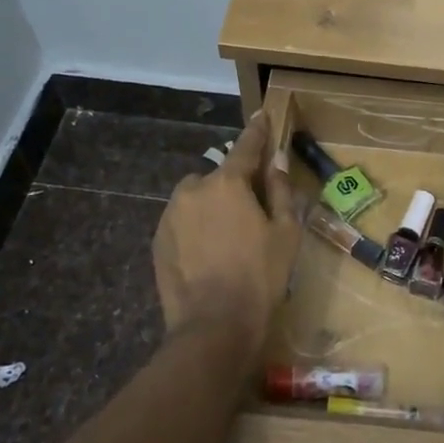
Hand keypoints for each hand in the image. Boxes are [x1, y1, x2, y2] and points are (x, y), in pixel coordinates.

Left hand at [152, 110, 301, 364]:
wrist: (213, 326)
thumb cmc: (260, 276)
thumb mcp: (285, 232)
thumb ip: (280, 191)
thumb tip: (276, 162)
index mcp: (228, 183)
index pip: (246, 146)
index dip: (258, 131)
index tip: (261, 115)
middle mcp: (194, 189)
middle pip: (220, 176)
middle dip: (235, 185)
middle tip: (253, 212)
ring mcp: (171, 215)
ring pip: (197, 198)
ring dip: (213, 206)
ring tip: (229, 239)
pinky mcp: (158, 240)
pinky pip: (183, 221)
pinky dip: (196, 227)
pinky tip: (210, 254)